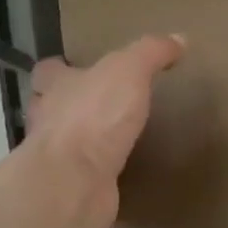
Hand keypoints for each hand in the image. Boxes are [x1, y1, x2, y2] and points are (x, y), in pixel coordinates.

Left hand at [27, 35, 185, 227]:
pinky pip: (83, 175)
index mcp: (57, 87)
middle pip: (49, 107)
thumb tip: (179, 39)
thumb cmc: (95, 115)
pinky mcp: (71, 188)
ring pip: (64, 142)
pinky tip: (118, 172)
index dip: (60, 69)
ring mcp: (56, 158)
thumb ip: (151, 52)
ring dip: (82, 139)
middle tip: (98, 104)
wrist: (75, 182)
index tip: (80, 68)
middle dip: (68, 105)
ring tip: (111, 137)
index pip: (48, 71)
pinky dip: (96, 172)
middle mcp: (49, 120)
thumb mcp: (129, 69)